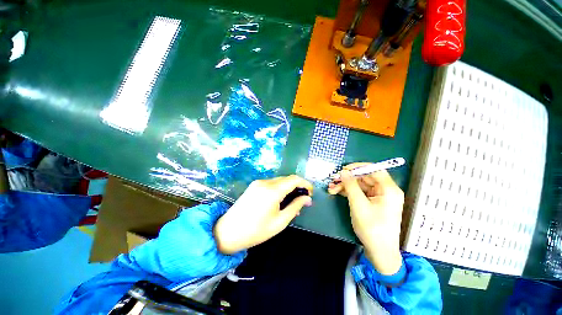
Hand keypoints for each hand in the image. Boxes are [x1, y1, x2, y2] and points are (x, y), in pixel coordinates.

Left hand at [214, 175, 312, 253]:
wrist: (228, 232)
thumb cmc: (256, 231)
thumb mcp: (280, 222)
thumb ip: (295, 207)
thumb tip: (307, 198)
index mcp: (272, 191)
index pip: (294, 179)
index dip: (305, 183)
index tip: (310, 193)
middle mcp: (265, 182)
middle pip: (287, 179)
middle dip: (297, 187)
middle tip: (302, 201)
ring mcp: (258, 183)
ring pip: (279, 181)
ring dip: (288, 188)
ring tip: (292, 203)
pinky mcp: (254, 185)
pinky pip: (271, 183)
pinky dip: (279, 189)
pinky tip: (280, 200)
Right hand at [328, 163, 403, 274]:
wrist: (379, 252)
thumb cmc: (372, 228)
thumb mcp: (359, 205)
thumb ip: (350, 186)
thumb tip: (343, 172)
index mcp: (389, 189)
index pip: (374, 170)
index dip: (358, 167)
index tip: (343, 169)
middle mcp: (385, 190)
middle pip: (365, 178)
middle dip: (348, 179)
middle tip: (333, 180)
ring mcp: (379, 197)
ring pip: (360, 185)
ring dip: (345, 186)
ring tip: (331, 188)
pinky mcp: (373, 202)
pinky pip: (360, 192)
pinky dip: (349, 192)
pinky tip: (337, 192)